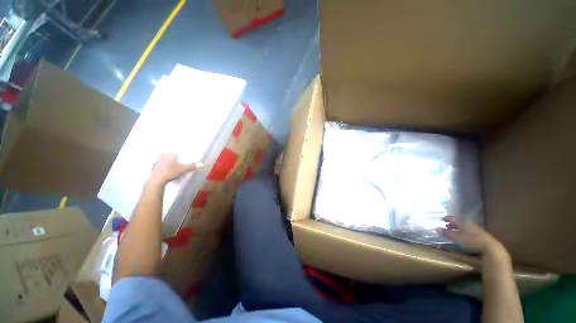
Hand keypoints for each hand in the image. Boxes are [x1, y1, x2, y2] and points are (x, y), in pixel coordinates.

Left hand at [149, 153, 203, 185]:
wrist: (157, 180)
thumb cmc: (171, 172)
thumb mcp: (183, 169)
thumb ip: (192, 166)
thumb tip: (202, 164)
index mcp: (169, 156)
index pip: (173, 152)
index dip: (176, 153)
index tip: (178, 154)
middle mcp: (162, 157)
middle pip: (165, 154)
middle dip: (168, 155)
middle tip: (172, 157)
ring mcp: (156, 163)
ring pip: (160, 159)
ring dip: (163, 160)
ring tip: (167, 163)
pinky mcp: (153, 169)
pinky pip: (157, 165)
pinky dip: (159, 166)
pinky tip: (162, 169)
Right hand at [437, 216, 502, 254]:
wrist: (490, 247)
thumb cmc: (471, 241)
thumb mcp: (457, 237)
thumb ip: (447, 233)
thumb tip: (436, 228)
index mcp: (463, 222)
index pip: (454, 218)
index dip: (448, 218)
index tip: (442, 219)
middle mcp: (470, 224)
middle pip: (460, 222)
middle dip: (453, 224)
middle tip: (447, 226)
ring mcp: (476, 229)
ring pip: (465, 227)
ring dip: (458, 229)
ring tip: (454, 232)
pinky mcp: (481, 235)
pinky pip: (470, 231)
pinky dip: (464, 232)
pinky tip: (463, 237)